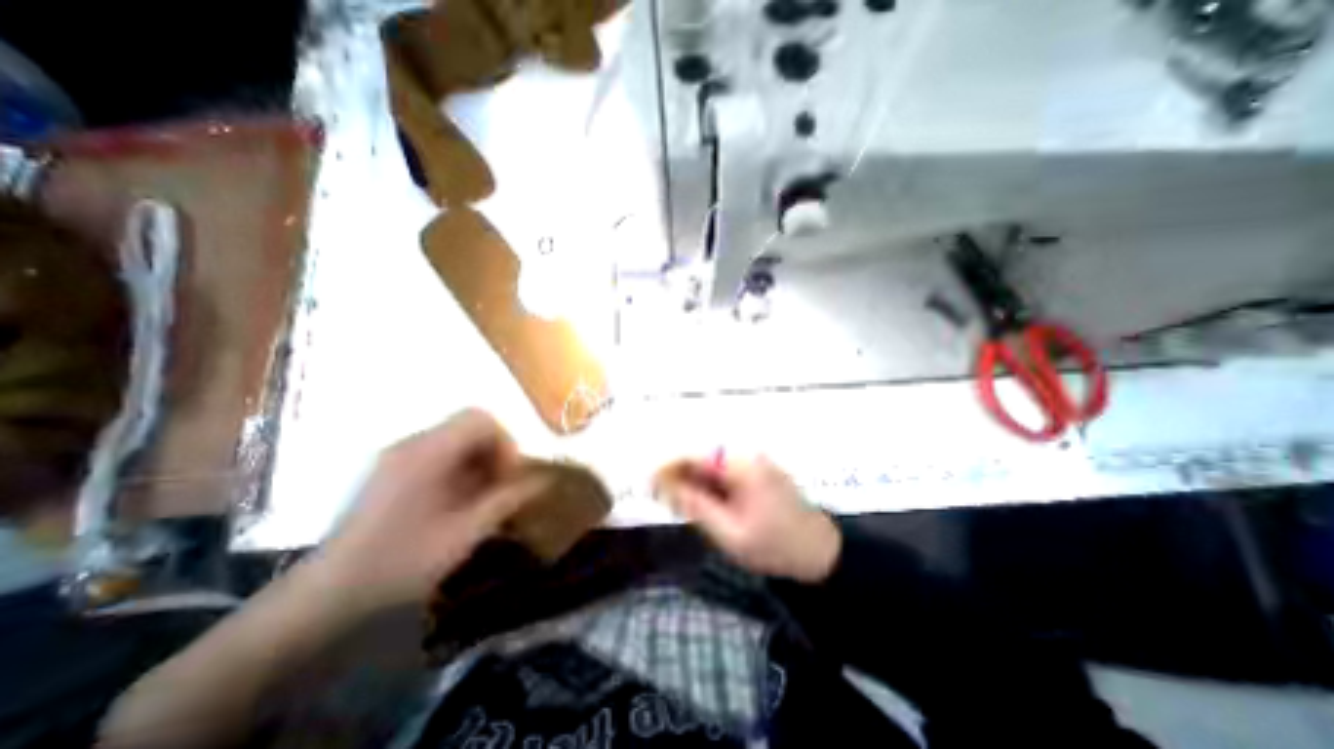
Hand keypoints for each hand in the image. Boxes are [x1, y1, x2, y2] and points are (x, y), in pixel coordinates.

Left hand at [309, 410, 543, 613]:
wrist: (326, 595)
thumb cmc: (399, 564)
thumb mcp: (463, 535)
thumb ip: (506, 501)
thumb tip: (544, 480)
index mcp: (425, 454)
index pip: (479, 419)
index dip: (504, 441)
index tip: (509, 475)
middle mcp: (410, 444)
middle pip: (469, 425)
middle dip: (494, 452)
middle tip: (499, 487)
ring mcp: (397, 455)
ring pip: (456, 438)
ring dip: (478, 460)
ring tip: (481, 497)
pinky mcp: (391, 467)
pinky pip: (439, 452)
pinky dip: (460, 468)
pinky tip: (458, 501)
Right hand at [658, 453, 842, 581]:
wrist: (820, 552)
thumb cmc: (774, 546)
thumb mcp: (729, 533)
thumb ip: (696, 506)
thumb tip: (665, 486)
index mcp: (741, 466)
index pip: (695, 456)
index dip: (668, 466)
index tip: (648, 481)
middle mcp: (747, 456)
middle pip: (703, 458)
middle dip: (680, 475)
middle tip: (661, 497)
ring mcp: (755, 463)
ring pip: (713, 466)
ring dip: (694, 481)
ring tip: (677, 502)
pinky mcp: (759, 472)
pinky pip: (726, 473)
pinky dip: (710, 485)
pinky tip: (702, 502)